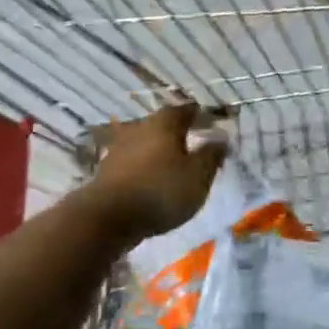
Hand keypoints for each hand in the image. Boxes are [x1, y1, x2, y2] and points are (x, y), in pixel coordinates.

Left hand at [89, 102, 225, 239]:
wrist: (106, 218)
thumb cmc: (161, 190)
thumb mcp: (198, 175)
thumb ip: (211, 155)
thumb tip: (221, 138)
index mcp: (164, 124)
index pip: (185, 110)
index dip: (199, 115)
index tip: (210, 121)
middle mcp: (139, 129)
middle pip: (162, 125)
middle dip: (178, 133)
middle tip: (193, 144)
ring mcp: (119, 150)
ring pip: (145, 144)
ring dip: (159, 152)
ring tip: (173, 166)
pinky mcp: (107, 172)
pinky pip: (133, 163)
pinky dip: (144, 168)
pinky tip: (151, 182)